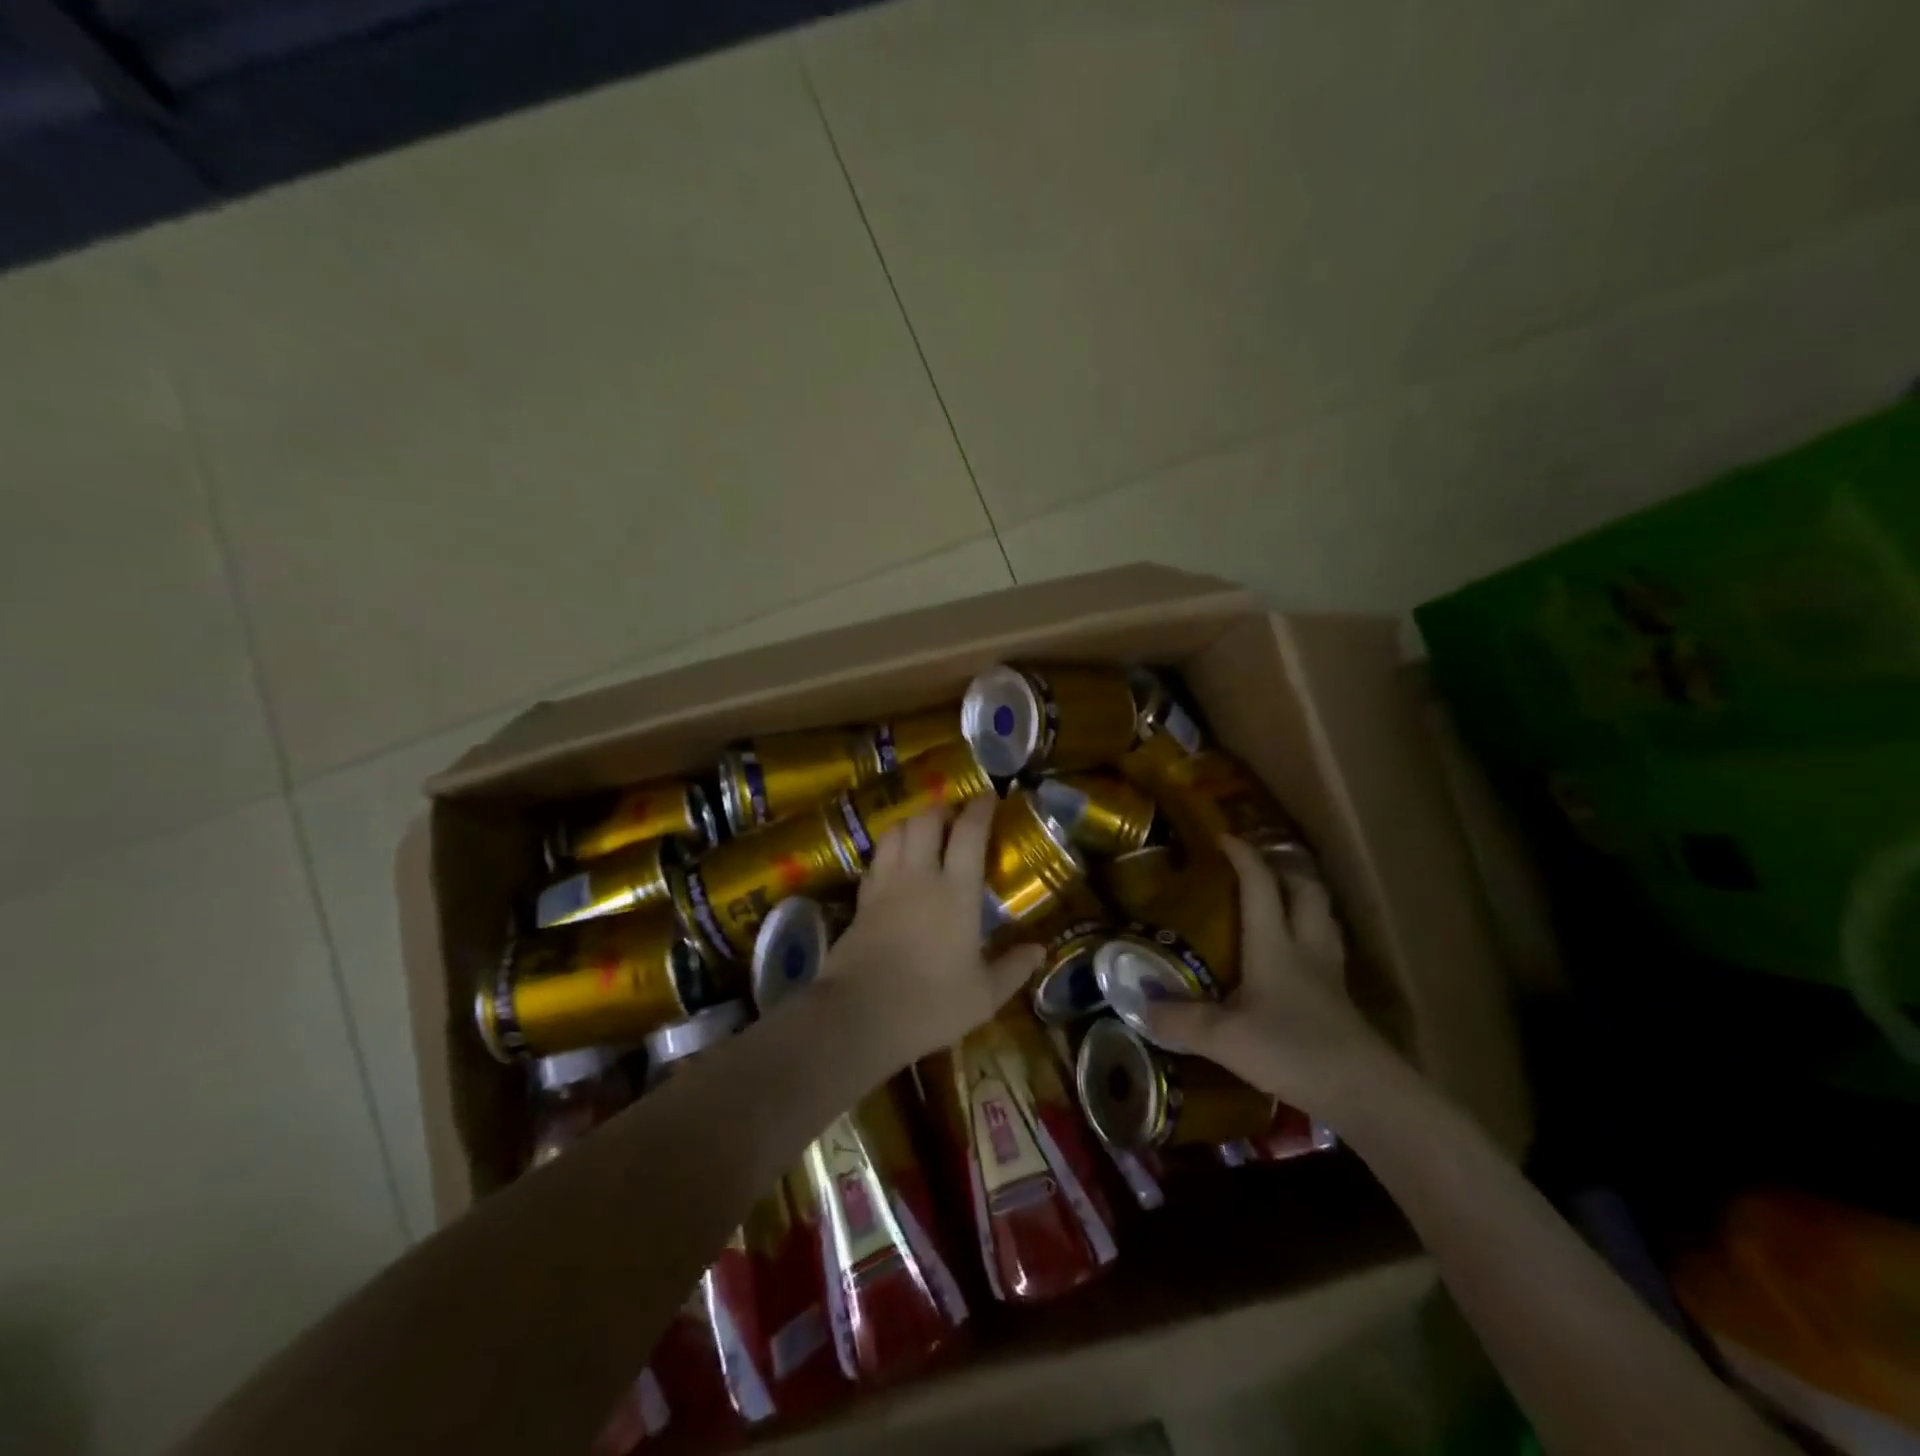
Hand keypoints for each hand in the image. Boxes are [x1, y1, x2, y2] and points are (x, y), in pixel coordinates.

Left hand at [820, 796, 1044, 1073]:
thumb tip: (1040, 949)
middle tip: (954, 813)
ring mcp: (886, 885)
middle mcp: (919, 876)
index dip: (980, 809)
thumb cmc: (931, 1004)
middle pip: (926, 820)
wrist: (860, 1015)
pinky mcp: (861, 901)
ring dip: (911, 822)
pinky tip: (894, 862)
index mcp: (956, 892)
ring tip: (923, 829)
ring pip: (895, 832)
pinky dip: (888, 850)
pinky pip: (876, 860)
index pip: (969, 834)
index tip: (989, 795)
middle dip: (941, 808)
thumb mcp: (984, 995)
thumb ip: (1013, 968)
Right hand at [1135, 836, 1393, 1117]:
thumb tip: (1140, 1007)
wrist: (1365, 1094)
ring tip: (1280, 901)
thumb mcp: (1224, 1038)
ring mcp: (1329, 975)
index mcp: (1274, 943)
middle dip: (1284, 870)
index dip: (1243, 856)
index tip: (1223, 837)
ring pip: (1323, 918)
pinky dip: (1311, 938)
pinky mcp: (1342, 1002)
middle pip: (1306, 891)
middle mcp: (1305, 948)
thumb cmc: (1292, 1050)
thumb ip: (1180, 1020)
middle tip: (1258, 868)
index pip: (1260, 884)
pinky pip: (1327, 951)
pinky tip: (1295, 959)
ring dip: (1304, 900)